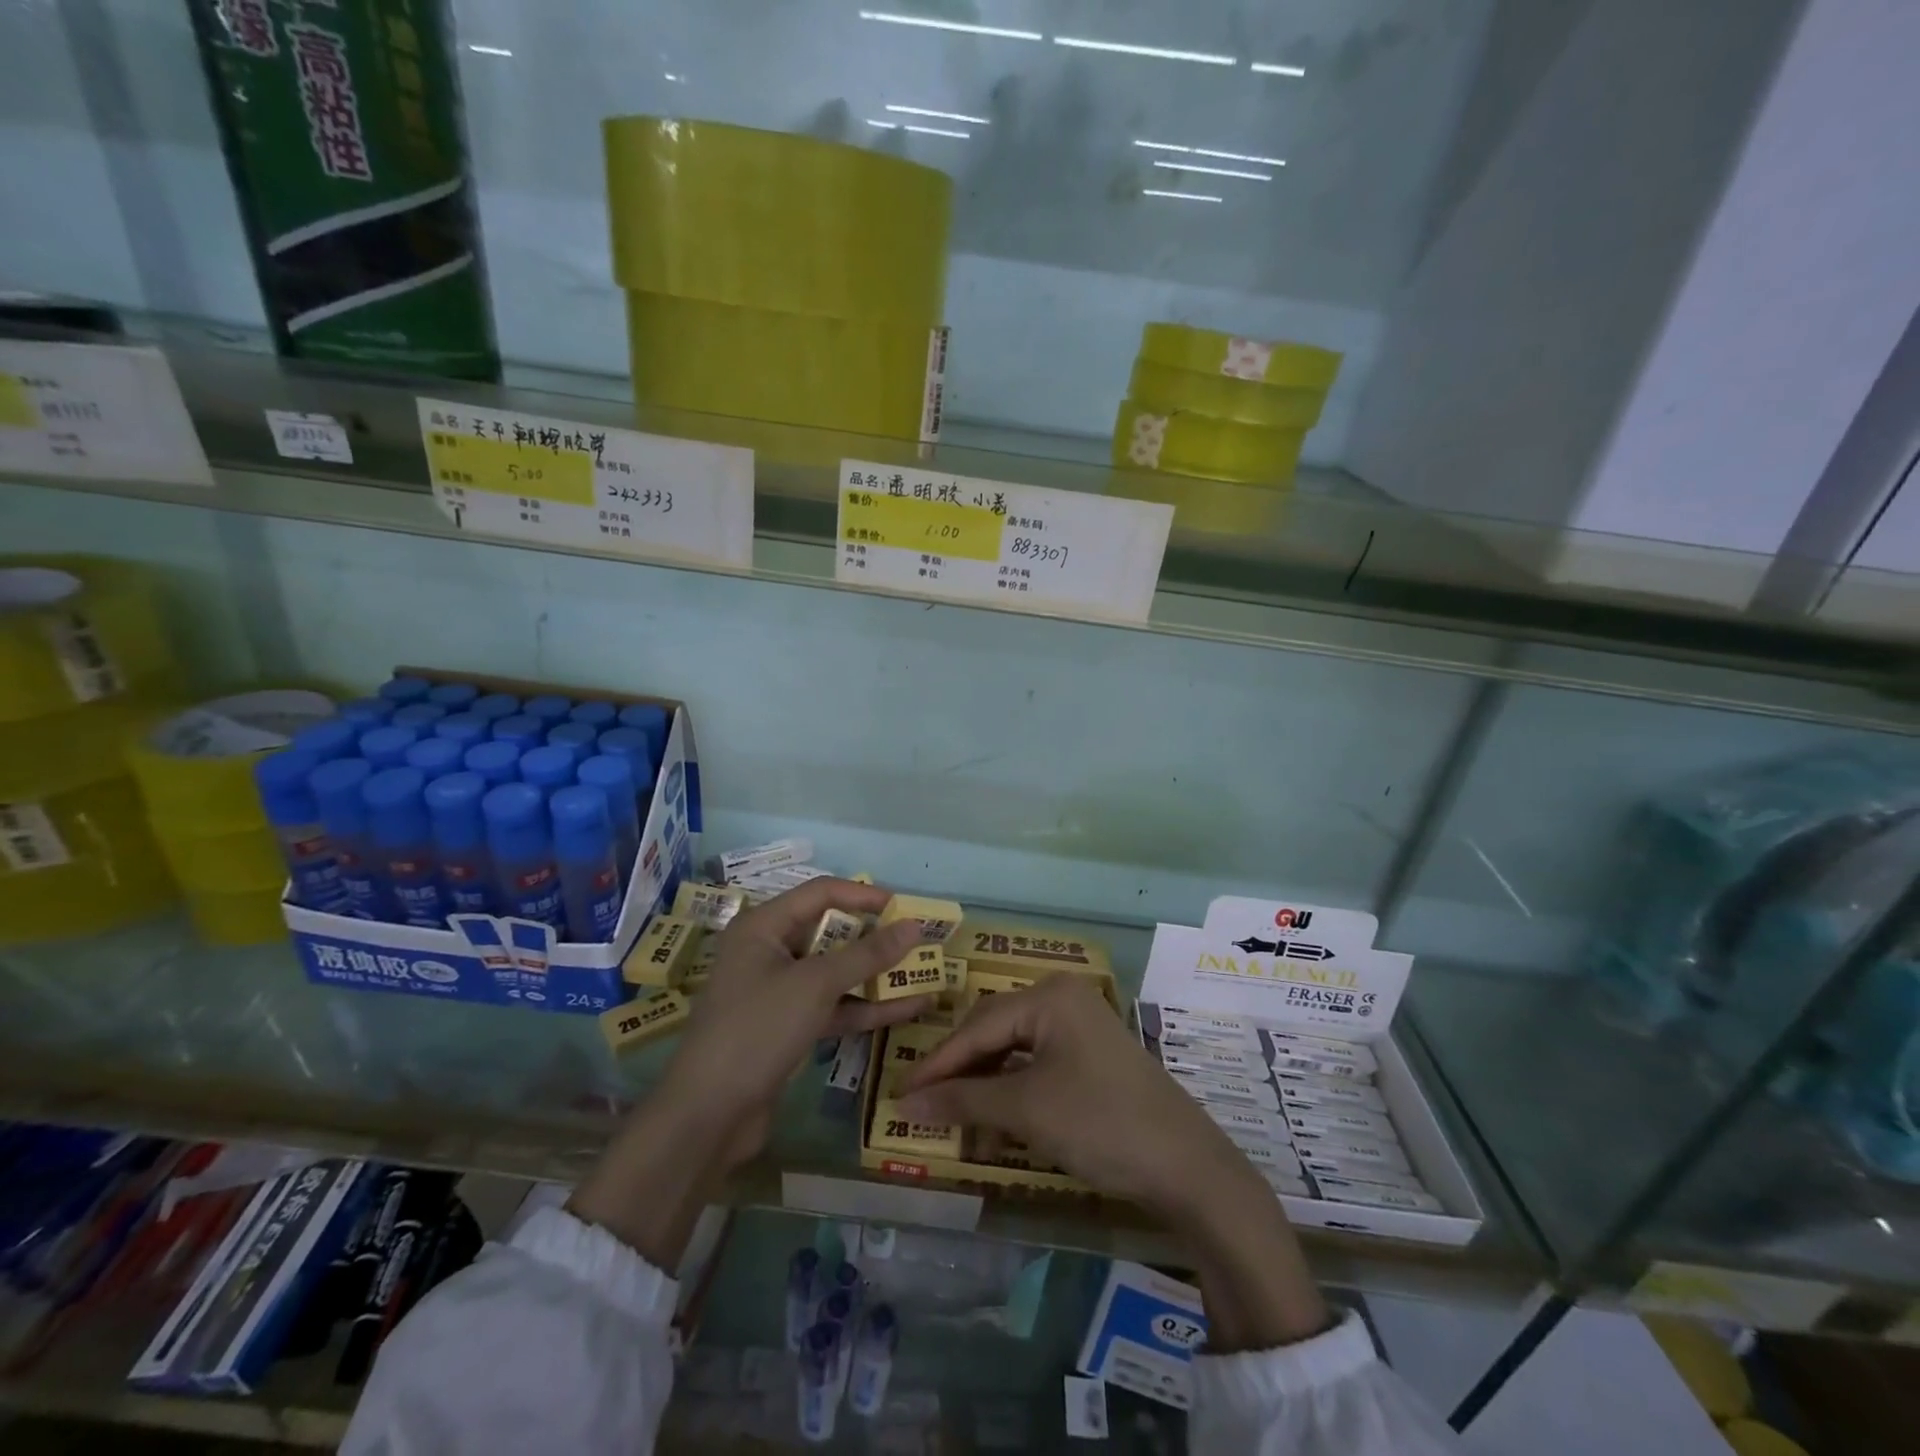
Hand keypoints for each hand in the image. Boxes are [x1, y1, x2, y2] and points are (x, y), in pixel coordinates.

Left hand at [665, 877, 932, 1150]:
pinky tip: (910, 1008)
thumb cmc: (757, 1029)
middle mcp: (770, 952)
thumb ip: (867, 955)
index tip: (904, 907)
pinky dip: (867, 1007)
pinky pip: (834, 1006)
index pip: (821, 893)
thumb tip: (915, 926)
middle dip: (875, 938)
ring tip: (925, 972)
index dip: (864, 896)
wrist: (708, 1116)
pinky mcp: (789, 1028)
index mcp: (764, 927)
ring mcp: (780, 992)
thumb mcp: (816, 985)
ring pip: (836, 973)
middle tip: (919, 940)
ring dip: (877, 975)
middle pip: (831, 933)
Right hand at [896, 973, 1247, 1216]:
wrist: (1187, 1167)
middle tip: (923, 1105)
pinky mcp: (1092, 1056)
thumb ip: (963, 1100)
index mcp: (1049, 996)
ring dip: (986, 1086)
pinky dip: (1014, 1092)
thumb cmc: (1100, 1122)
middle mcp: (1064, 998)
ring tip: (957, 1120)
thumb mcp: (1026, 1110)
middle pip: (995, 1032)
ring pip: (1016, 1050)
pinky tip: (997, 1122)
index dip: (937, 1063)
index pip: (977, 1026)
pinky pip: (1039, 1064)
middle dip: (961, 1072)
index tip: (899, 1094)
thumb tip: (903, 1104)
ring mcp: (1081, 1026)